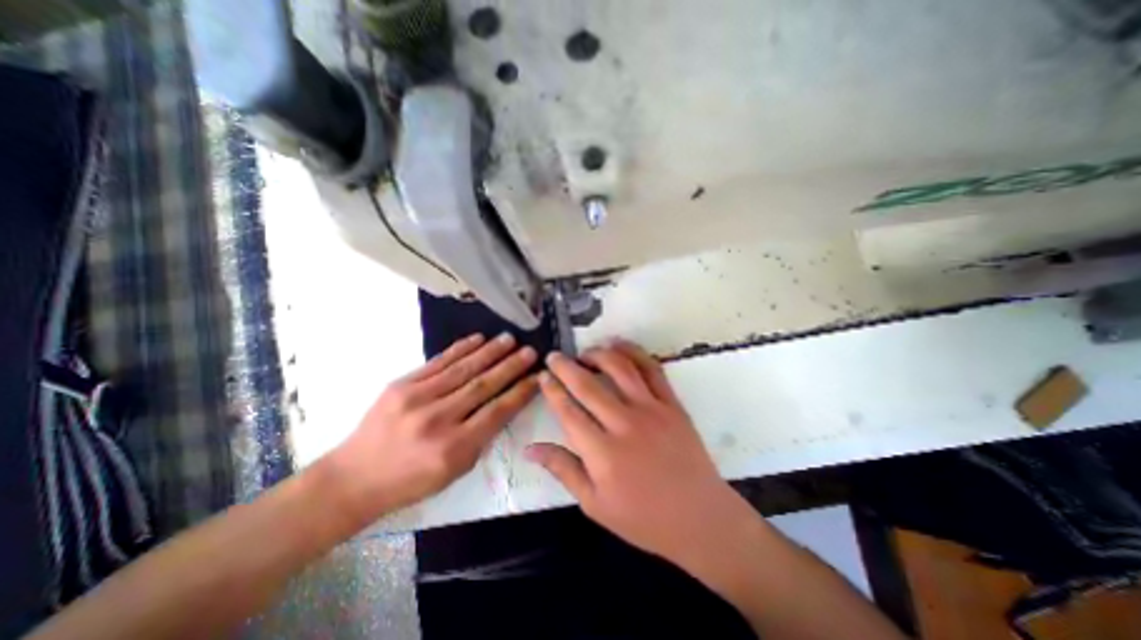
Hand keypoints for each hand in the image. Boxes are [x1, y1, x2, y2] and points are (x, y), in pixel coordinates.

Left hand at [329, 331, 539, 521]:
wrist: (354, 478)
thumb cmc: (411, 481)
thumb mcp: (455, 471)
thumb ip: (482, 437)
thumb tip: (503, 404)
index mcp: (454, 448)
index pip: (497, 411)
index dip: (521, 392)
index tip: (537, 377)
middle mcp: (438, 420)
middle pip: (483, 386)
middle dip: (511, 366)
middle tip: (530, 351)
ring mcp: (417, 399)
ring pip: (463, 369)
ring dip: (490, 352)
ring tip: (510, 339)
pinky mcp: (401, 385)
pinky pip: (438, 362)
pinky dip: (461, 349)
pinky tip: (478, 339)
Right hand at [525, 344, 754, 566]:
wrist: (700, 518)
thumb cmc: (643, 518)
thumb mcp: (594, 504)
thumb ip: (563, 470)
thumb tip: (529, 449)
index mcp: (602, 453)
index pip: (568, 411)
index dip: (552, 390)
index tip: (542, 376)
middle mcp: (625, 424)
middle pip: (588, 385)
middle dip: (566, 366)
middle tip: (554, 356)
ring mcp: (652, 410)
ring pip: (619, 368)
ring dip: (598, 354)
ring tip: (584, 352)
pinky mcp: (672, 403)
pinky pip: (652, 369)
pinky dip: (634, 352)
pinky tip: (619, 345)